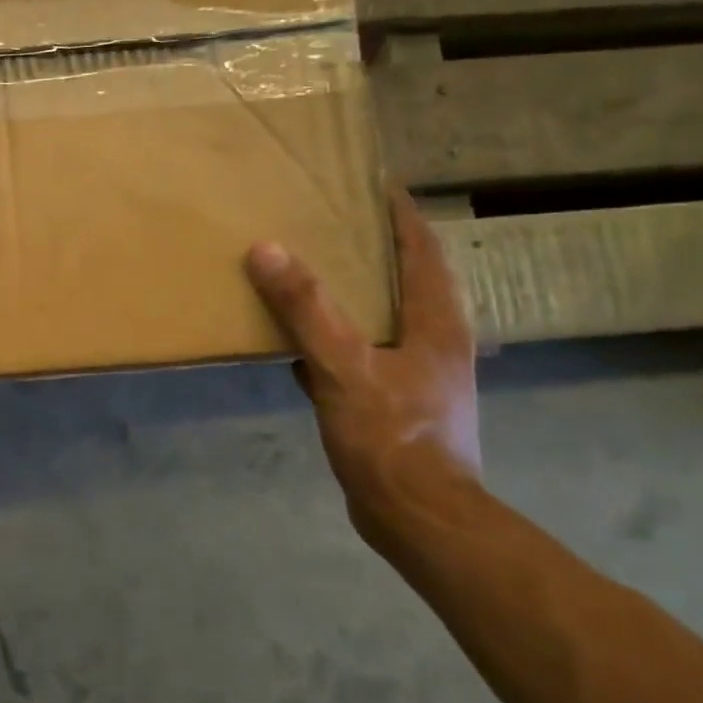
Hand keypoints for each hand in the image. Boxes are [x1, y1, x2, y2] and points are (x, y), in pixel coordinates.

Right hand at [245, 190, 480, 541]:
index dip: (400, 213)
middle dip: (372, 248)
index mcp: (436, 322)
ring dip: (351, 294)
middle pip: (405, 279)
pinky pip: (359, 354)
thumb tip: (265, 248)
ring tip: (310, 272)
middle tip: (329, 222)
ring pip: (380, 318)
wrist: (418, 518)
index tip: (373, 183)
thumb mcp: (342, 365)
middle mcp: (434, 341)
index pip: (422, 249)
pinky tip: (297, 343)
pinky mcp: (394, 403)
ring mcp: (416, 375)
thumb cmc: (391, 435)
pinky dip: (333, 339)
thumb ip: (305, 308)